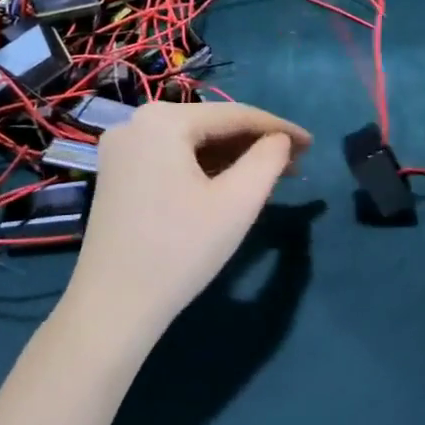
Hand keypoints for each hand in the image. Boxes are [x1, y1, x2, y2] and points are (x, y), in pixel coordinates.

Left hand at [61, 101, 310, 353]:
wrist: (112, 308)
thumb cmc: (180, 250)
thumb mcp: (237, 202)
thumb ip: (269, 159)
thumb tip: (280, 140)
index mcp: (163, 120)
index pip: (236, 115)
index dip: (280, 128)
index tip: (313, 144)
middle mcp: (137, 121)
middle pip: (212, 126)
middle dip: (256, 144)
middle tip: (295, 164)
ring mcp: (122, 147)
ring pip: (193, 142)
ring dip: (233, 156)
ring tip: (271, 175)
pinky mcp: (118, 172)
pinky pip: (173, 157)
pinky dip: (205, 167)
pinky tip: (232, 183)